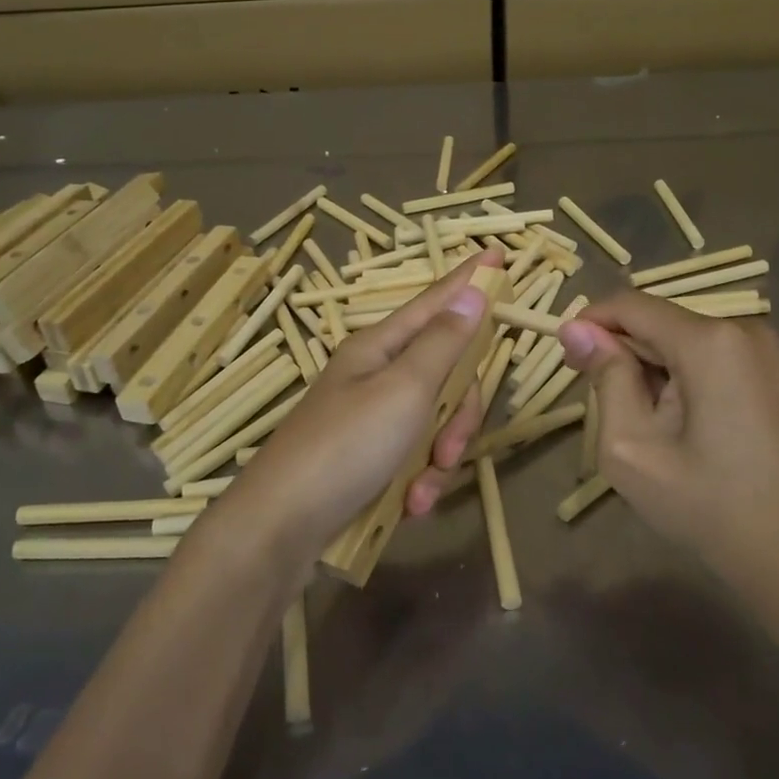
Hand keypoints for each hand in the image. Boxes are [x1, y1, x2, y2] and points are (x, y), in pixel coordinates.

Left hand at [228, 251, 496, 559]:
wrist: (281, 527)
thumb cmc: (345, 447)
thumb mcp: (404, 390)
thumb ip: (443, 343)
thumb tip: (471, 290)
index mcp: (380, 347)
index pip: (436, 301)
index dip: (469, 279)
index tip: (497, 251)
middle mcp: (376, 375)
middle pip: (445, 373)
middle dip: (458, 414)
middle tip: (451, 448)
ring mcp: (371, 417)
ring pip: (435, 420)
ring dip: (439, 457)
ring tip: (422, 490)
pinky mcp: (368, 457)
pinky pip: (415, 456)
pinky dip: (419, 480)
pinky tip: (410, 505)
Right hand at [559, 293, 778, 595]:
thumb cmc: (706, 506)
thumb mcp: (632, 446)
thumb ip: (605, 378)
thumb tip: (576, 329)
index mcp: (710, 341)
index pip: (632, 305)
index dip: (591, 322)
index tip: (567, 356)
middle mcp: (746, 329)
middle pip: (661, 322)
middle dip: (624, 352)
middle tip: (601, 403)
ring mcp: (770, 351)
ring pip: (687, 340)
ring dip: (654, 367)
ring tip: (647, 423)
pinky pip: (716, 356)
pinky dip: (687, 375)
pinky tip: (684, 423)